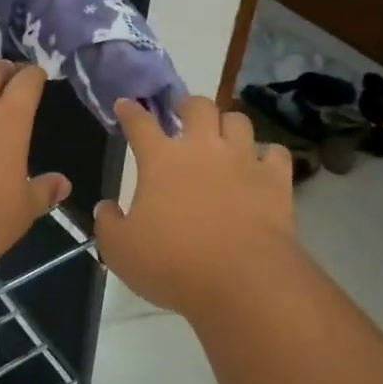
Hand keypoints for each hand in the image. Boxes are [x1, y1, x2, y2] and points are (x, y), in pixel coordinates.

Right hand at [94, 95, 296, 316]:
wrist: (240, 279)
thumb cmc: (172, 263)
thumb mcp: (120, 251)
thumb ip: (108, 224)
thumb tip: (106, 207)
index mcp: (161, 160)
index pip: (140, 124)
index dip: (130, 111)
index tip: (126, 104)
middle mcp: (203, 149)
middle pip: (197, 107)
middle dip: (187, 104)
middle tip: (182, 111)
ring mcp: (243, 160)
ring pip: (239, 121)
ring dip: (228, 124)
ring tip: (223, 135)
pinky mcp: (276, 180)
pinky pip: (275, 153)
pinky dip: (267, 155)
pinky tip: (262, 164)